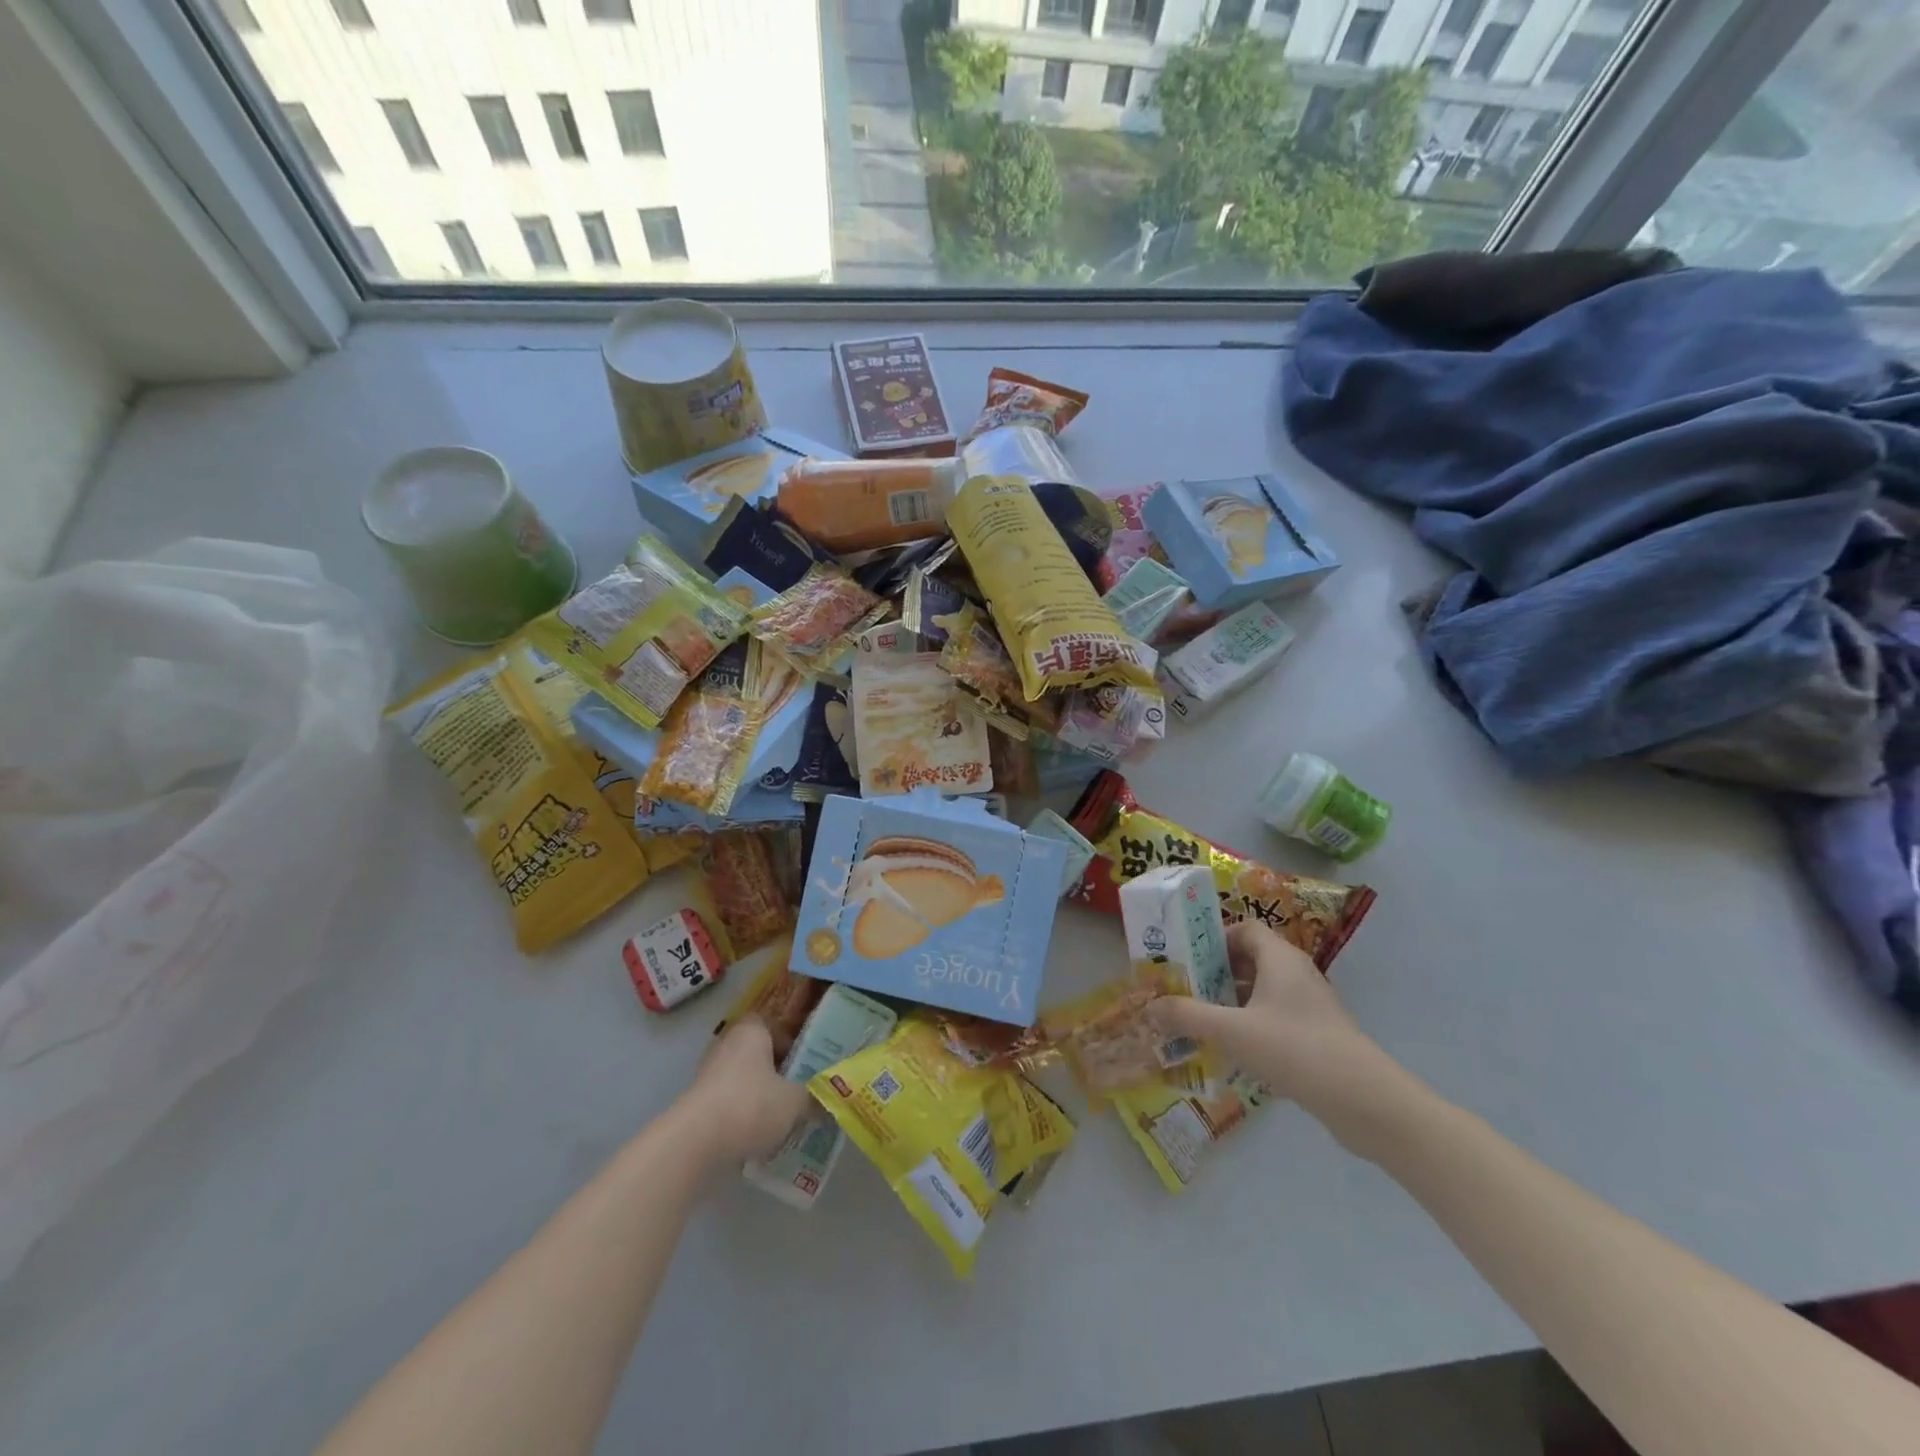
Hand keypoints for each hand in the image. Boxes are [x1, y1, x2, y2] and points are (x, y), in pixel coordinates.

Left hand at [672, 1017, 811, 1165]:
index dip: (791, 1039)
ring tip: (782, 1117)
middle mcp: (727, 1044)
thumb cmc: (750, 1106)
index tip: (806, 1062)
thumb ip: (814, 1098)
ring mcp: (708, 1074)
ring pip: (743, 1078)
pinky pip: (728, 1101)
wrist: (693, 1144)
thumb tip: (830, 1101)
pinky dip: (742, 1114)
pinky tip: (758, 1136)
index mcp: (752, 1031)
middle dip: (777, 1070)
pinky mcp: (696, 1103)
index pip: (774, 1023)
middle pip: (758, 1052)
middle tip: (799, 1089)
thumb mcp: (795, 1102)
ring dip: (760, 1093)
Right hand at [1147, 922, 1411, 1153]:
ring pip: (1261, 991)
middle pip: (1249, 959)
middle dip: (1215, 973)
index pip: (1244, 929)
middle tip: (1184, 990)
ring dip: (1230, 1002)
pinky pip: (1274, 1017)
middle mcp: (1296, 973)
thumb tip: (1149, 1007)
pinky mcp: (1316, 1035)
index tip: (1186, 959)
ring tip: (1199, 1021)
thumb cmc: (1295, 1049)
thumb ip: (1188, 1016)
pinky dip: (1250, 1025)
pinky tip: (1231, 1050)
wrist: (1364, 1101)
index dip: (1213, 939)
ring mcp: (1309, 1005)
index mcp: (1280, 958)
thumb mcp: (1232, 1031)